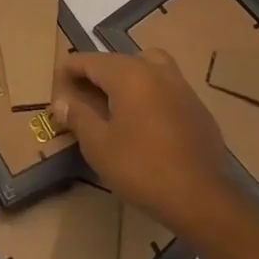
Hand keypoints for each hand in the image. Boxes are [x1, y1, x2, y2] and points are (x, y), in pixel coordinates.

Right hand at [52, 49, 248, 236]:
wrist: (202, 197)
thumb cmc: (142, 168)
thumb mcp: (99, 146)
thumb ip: (79, 117)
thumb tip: (61, 101)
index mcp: (129, 74)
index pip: (91, 60)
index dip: (70, 68)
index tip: (56, 80)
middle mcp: (155, 70)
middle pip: (118, 61)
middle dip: (96, 73)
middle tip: (80, 93)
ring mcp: (181, 86)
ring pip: (146, 67)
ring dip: (126, 77)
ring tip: (113, 101)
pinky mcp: (197, 106)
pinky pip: (165, 87)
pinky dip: (149, 92)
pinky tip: (144, 120)